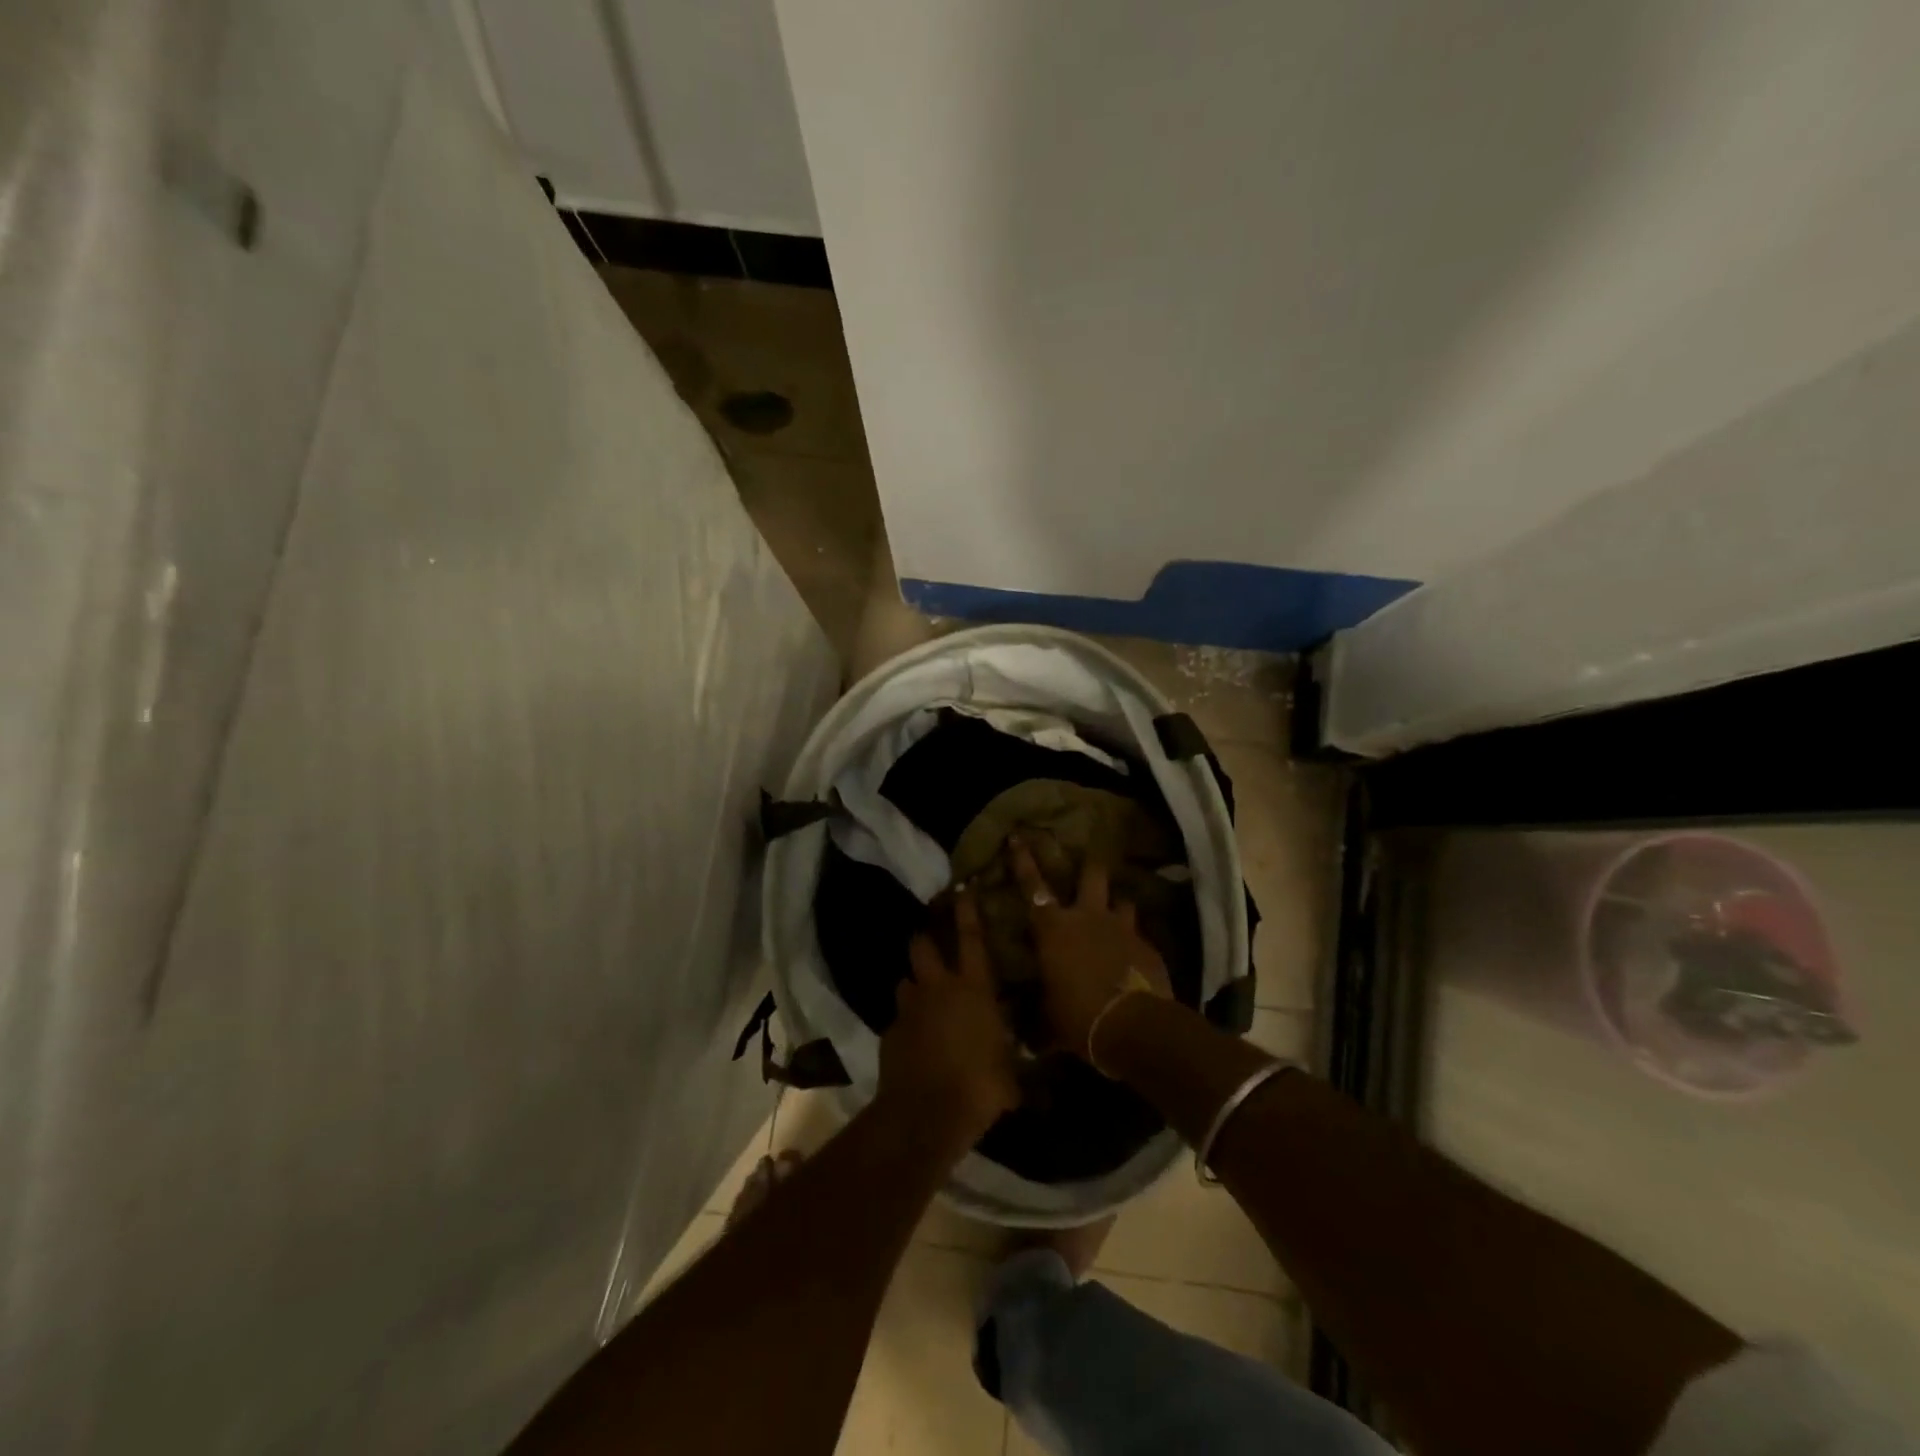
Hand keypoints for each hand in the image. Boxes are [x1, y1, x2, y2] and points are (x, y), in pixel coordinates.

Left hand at [879, 889, 1019, 1147]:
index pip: (971, 938)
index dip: (967, 912)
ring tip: (924, 997)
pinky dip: (906, 1023)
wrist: (925, 1114)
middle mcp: (938, 988)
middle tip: (932, 943)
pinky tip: (915, 1040)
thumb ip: (1014, 1059)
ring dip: (915, 985)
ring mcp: (909, 1009)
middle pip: (923, 946)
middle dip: (925, 939)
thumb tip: (1033, 1070)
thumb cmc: (980, 1087)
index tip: (963, 891)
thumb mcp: (1011, 1074)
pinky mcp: (889, 1033)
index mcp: (973, 989)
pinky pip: (899, 1018)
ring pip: (906, 980)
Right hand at [1009, 835, 1169, 1063]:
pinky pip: (1139, 934)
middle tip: (1086, 861)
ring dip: (1116, 904)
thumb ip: (1039, 1012)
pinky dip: (1134, 940)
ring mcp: (1122, 928)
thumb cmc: (1078, 1018)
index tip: (1018, 835)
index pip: (1032, 886)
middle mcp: (1087, 917)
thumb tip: (1027, 1036)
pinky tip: (1134, 956)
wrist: (1133, 1027)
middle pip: (1091, 874)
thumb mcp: (1049, 1017)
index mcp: (1054, 929)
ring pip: (1121, 899)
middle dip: (1088, 865)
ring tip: (1115, 911)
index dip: (1023, 860)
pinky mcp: (1148, 946)